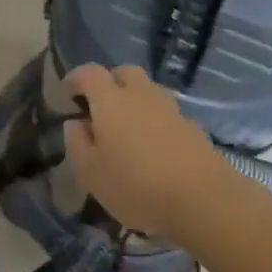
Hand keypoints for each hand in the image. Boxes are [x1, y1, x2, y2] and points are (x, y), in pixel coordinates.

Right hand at [63, 64, 235, 238]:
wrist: (202, 199)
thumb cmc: (136, 185)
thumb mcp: (90, 173)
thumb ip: (77, 143)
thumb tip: (75, 123)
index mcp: (111, 101)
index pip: (90, 73)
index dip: (77, 78)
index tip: (69, 92)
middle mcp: (141, 95)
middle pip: (125, 72)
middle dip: (110, 82)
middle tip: (101, 106)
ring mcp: (171, 109)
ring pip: (149, 90)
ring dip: (136, 100)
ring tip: (129, 128)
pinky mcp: (193, 127)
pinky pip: (168, 114)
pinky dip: (157, 121)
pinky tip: (155, 147)